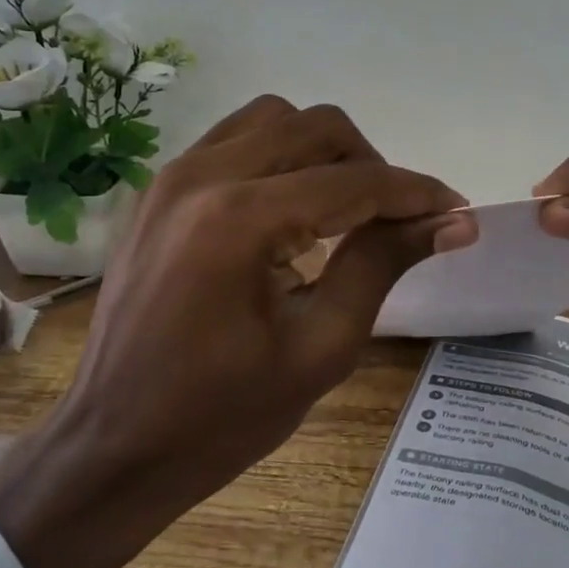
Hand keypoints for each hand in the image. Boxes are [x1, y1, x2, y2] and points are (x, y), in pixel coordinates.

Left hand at [0, 96, 475, 567]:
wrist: (111, 448)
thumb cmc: (221, 417)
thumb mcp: (320, 348)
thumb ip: (383, 265)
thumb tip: (452, 221)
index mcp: (240, 220)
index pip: (354, 182)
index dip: (416, 193)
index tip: (457, 211)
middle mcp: (203, 175)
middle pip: (316, 126)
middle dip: (371, 165)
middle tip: (396, 220)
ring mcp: (173, 175)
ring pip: (275, 119)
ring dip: (323, 151)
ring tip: (344, 210)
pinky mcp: (160, 188)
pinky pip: (236, 139)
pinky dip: (279, 156)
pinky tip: (291, 210)